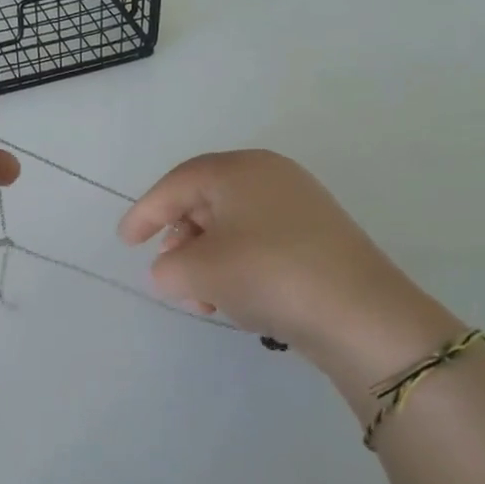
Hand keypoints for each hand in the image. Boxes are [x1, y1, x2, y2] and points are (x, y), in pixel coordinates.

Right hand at [118, 150, 459, 392]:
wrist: (359, 314)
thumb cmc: (266, 274)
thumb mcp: (197, 271)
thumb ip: (167, 267)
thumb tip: (172, 269)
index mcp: (239, 169)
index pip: (177, 183)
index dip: (145, 212)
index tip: (125, 242)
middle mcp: (270, 177)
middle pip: (204, 203)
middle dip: (179, 242)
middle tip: (168, 273)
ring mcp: (299, 207)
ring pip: (231, 228)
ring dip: (206, 262)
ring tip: (203, 300)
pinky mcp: (316, 239)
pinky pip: (258, 244)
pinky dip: (236, 268)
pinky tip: (234, 301)